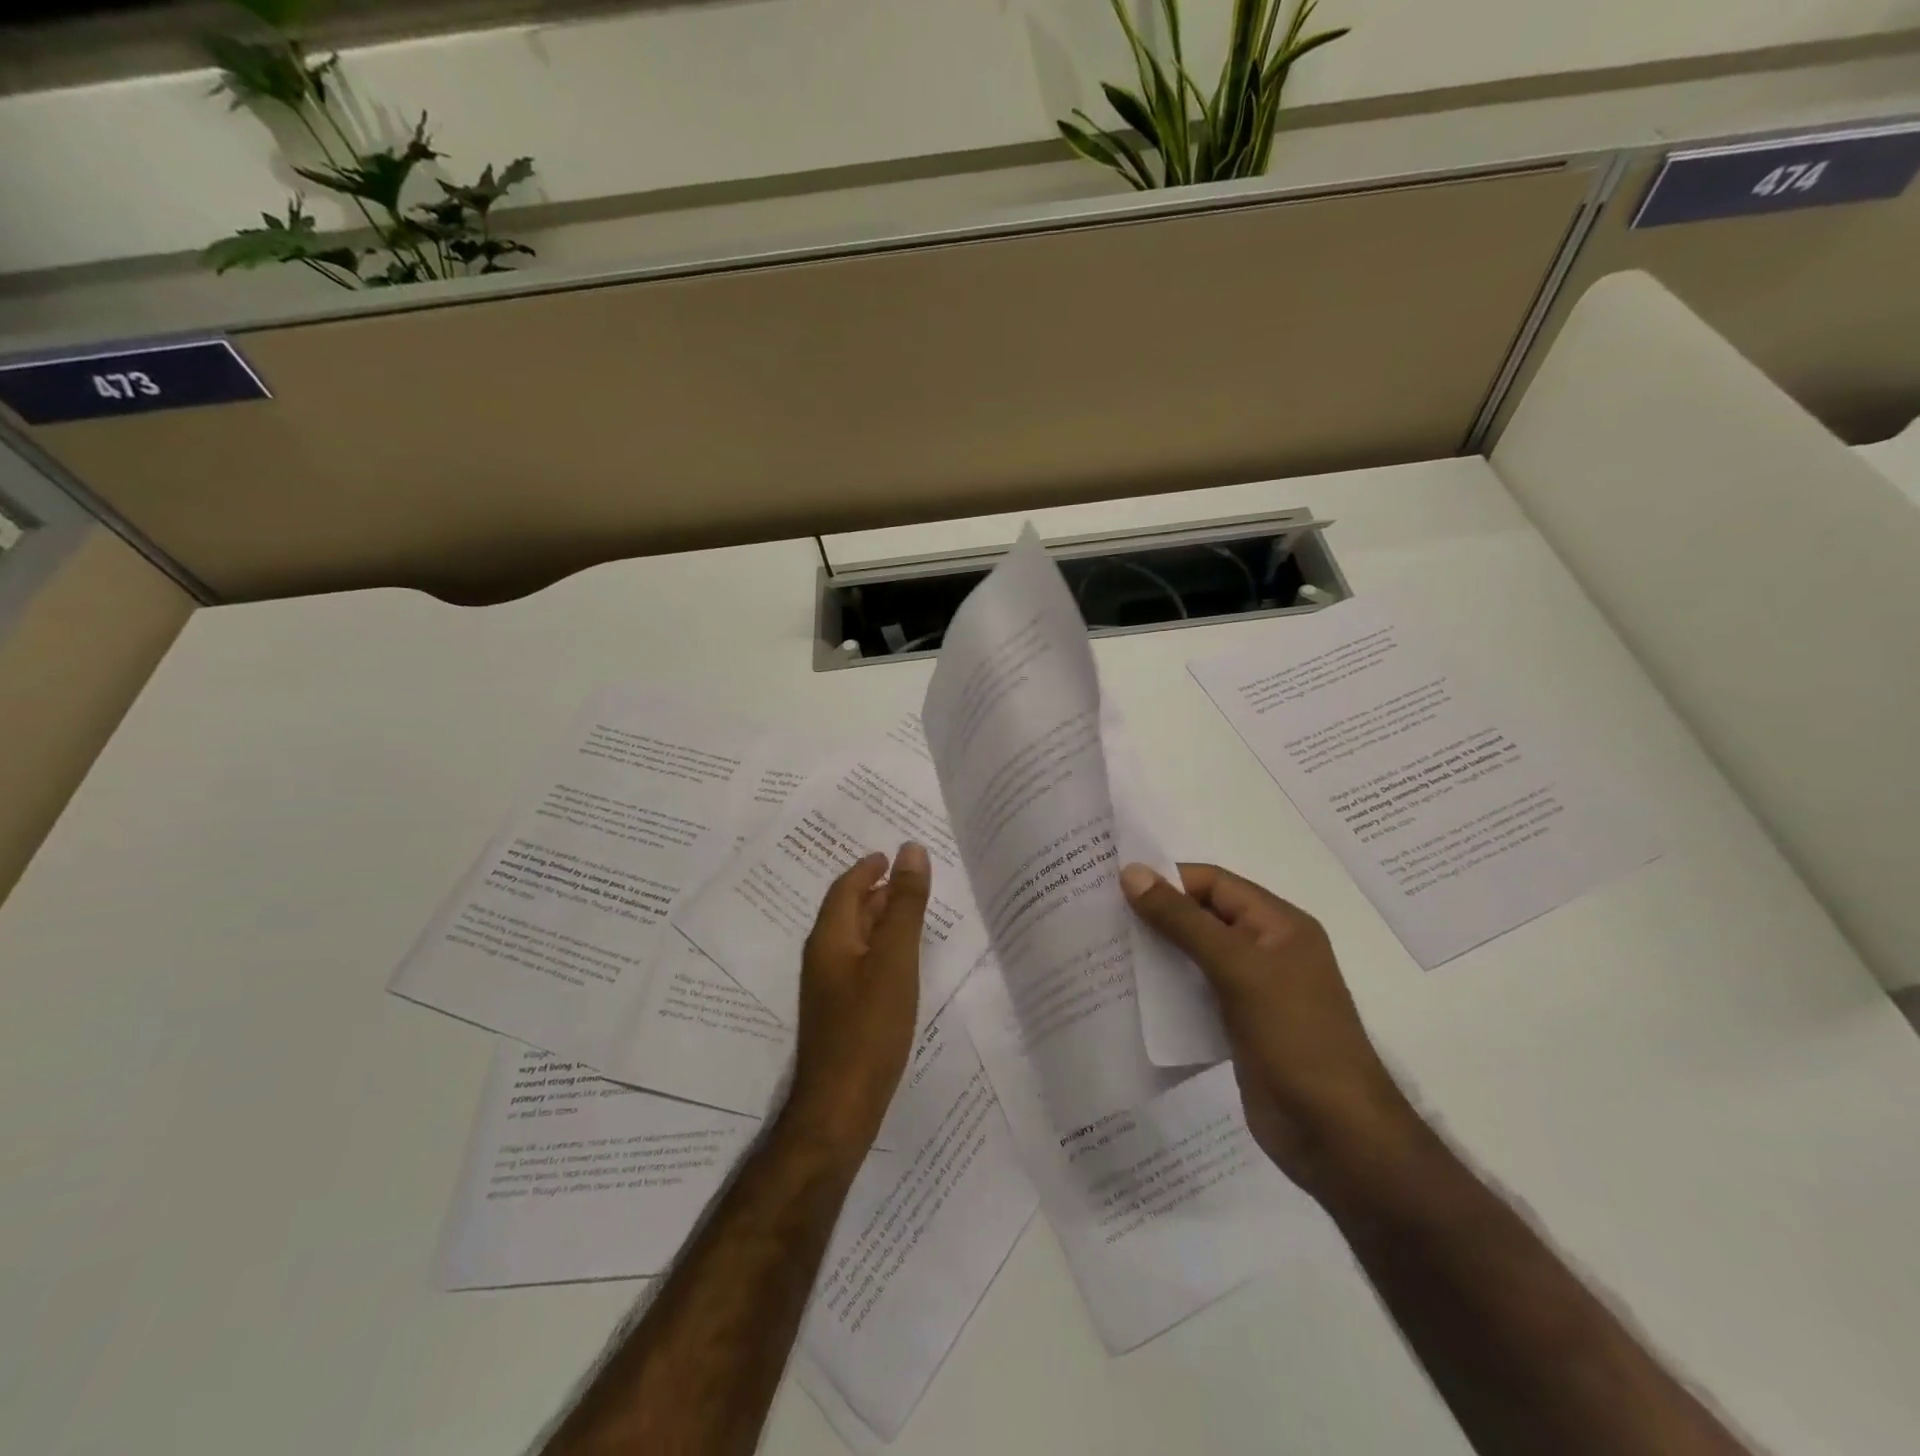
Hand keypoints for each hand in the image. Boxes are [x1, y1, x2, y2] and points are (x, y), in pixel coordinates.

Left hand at [788, 843, 931, 1146]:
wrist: (839, 1108)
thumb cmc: (869, 1027)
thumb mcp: (895, 959)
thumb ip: (905, 905)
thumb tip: (911, 850)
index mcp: (829, 938)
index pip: (846, 888)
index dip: (869, 868)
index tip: (892, 854)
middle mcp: (823, 957)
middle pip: (848, 911)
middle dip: (877, 890)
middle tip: (912, 878)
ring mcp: (829, 988)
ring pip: (855, 939)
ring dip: (880, 919)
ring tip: (913, 912)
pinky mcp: (840, 1013)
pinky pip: (861, 964)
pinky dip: (882, 948)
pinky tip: (903, 962)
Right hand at [1121, 862, 1421, 1196]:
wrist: (1336, 1136)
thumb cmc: (1294, 1037)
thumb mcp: (1237, 969)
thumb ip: (1183, 921)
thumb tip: (1131, 873)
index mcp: (1278, 924)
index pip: (1214, 883)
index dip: (1167, 879)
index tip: (1113, 885)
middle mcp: (1266, 950)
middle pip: (1202, 916)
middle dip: (1156, 914)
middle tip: (1100, 914)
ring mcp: (1253, 990)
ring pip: (1194, 955)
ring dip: (1156, 951)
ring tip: (1105, 948)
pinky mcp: (1238, 1026)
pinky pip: (1194, 992)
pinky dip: (1165, 987)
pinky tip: (1130, 991)